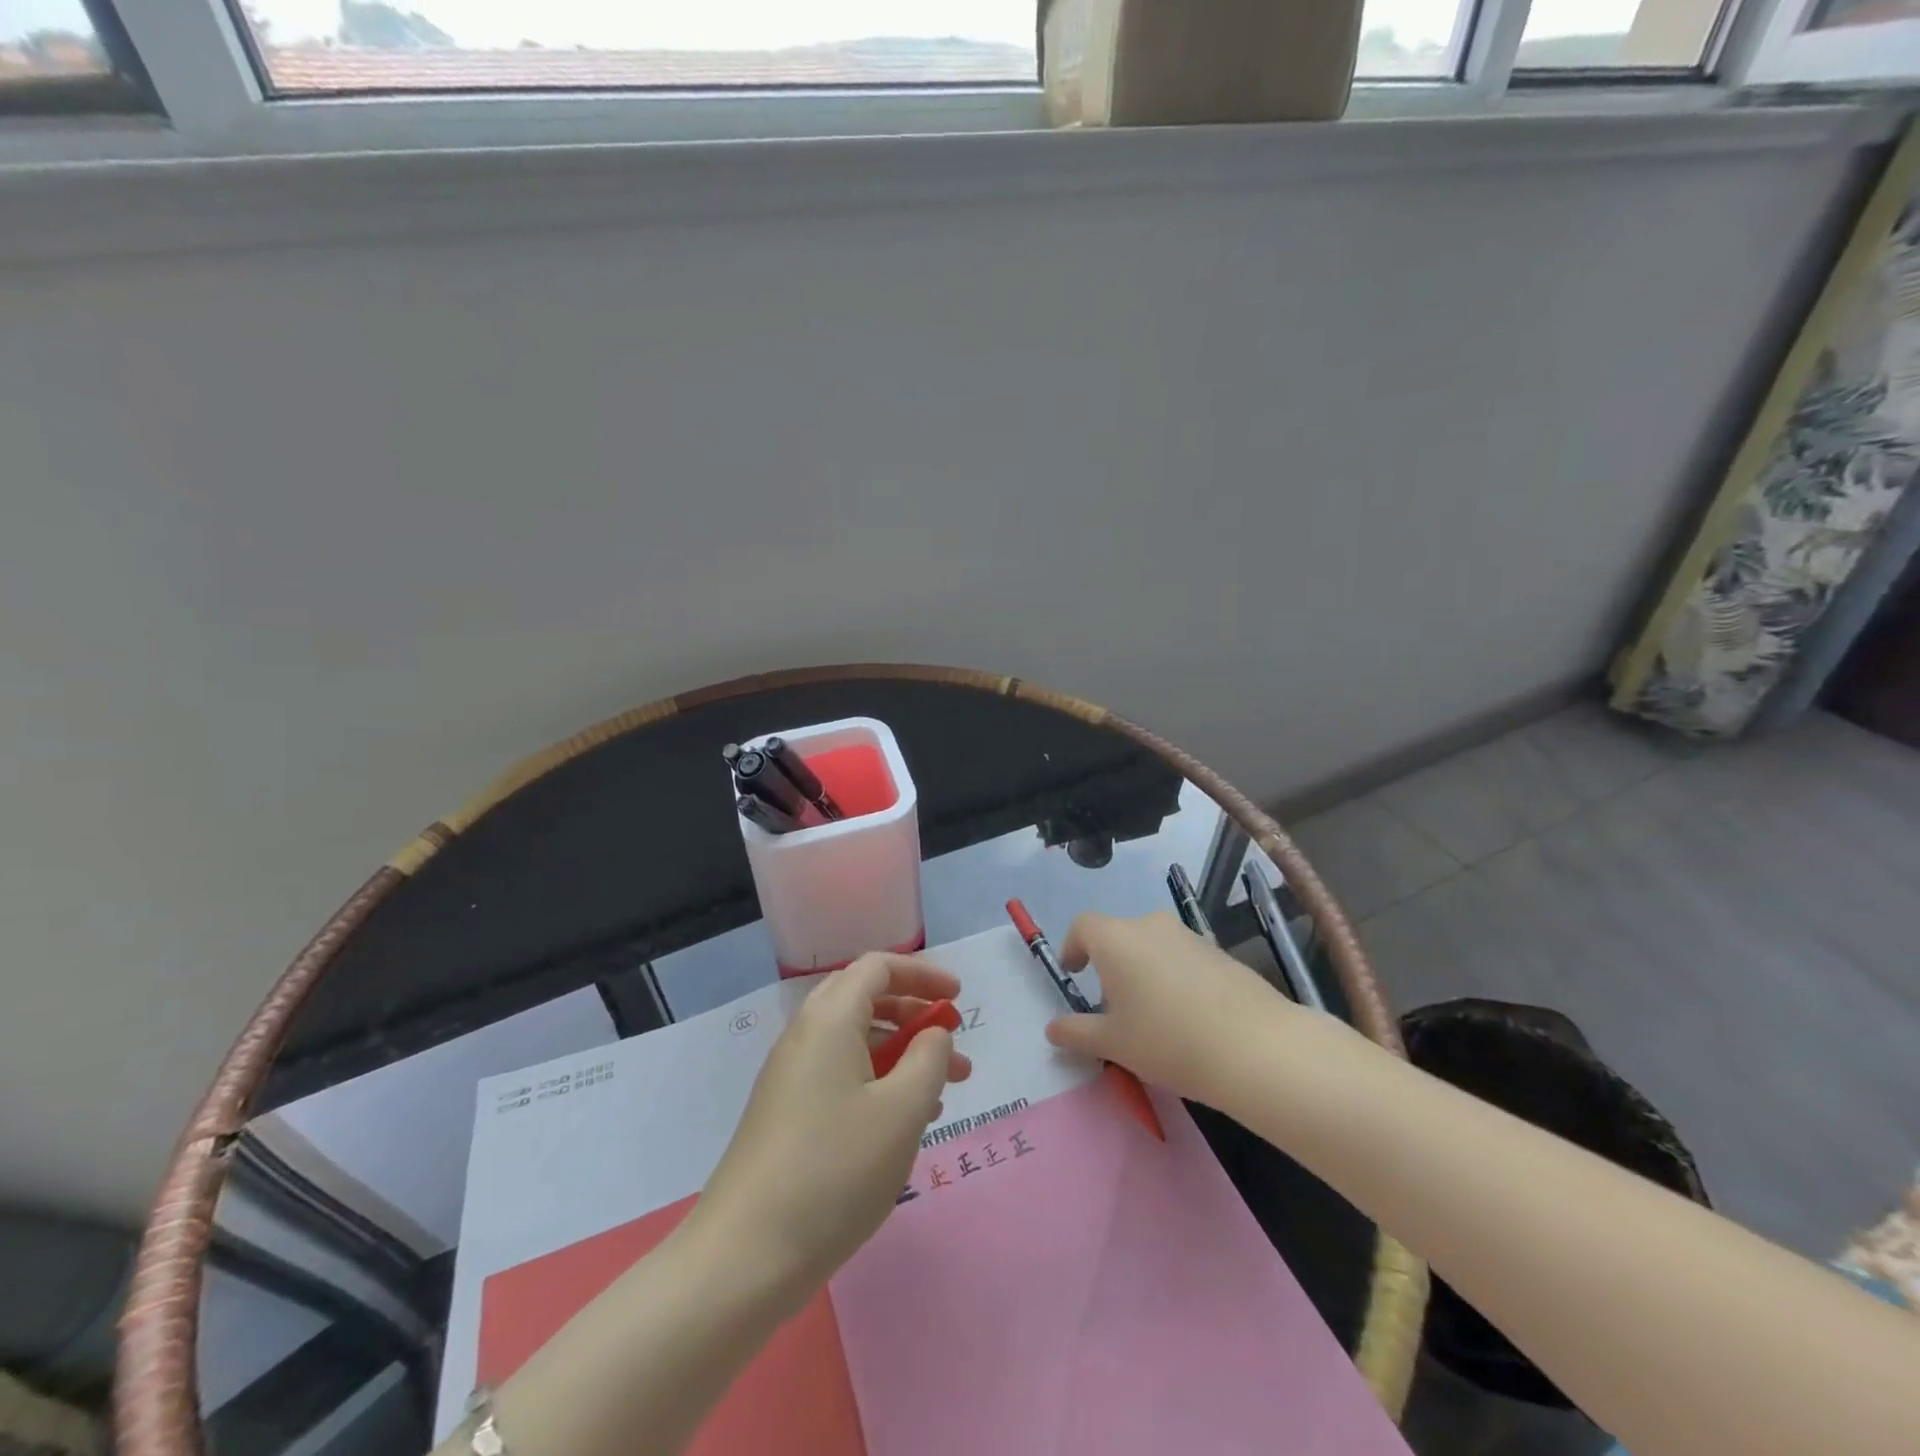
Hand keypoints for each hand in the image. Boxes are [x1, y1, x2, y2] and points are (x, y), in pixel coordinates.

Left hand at [693, 953, 971, 1301]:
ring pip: (855, 1041)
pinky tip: (904, 1123)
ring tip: (943, 1091)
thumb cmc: (834, 1171)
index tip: (959, 999)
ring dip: (901, 1053)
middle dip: (914, 1014)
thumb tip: (933, 1033)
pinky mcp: (786, 1113)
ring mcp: (790, 1076)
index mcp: (830, 1019)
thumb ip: (929, 1058)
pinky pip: (840, 1075)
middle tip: (952, 1044)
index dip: (922, 974)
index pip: (878, 967)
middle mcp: (805, 1036)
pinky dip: (877, 1081)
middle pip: (865, 999)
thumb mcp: (902, 1110)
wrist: (744, 1256)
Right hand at [1044, 910, 1295, 1107]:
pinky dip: (1175, 978)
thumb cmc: (1167, 1040)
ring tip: (1154, 1018)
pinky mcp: (1220, 952)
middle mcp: (1150, 926)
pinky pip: (1183, 958)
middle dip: (1110, 966)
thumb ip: (1077, 1032)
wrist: (1255, 1046)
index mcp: (1116, 939)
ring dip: (1144, 971)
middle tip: (1115, 1009)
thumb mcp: (1114, 1044)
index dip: (1073, 947)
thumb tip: (1053, 1029)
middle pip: (1119, 936)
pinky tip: (1189, 1018)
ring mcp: (1189, 936)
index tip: (1075, 975)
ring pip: (1153, 946)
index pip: (1083, 926)